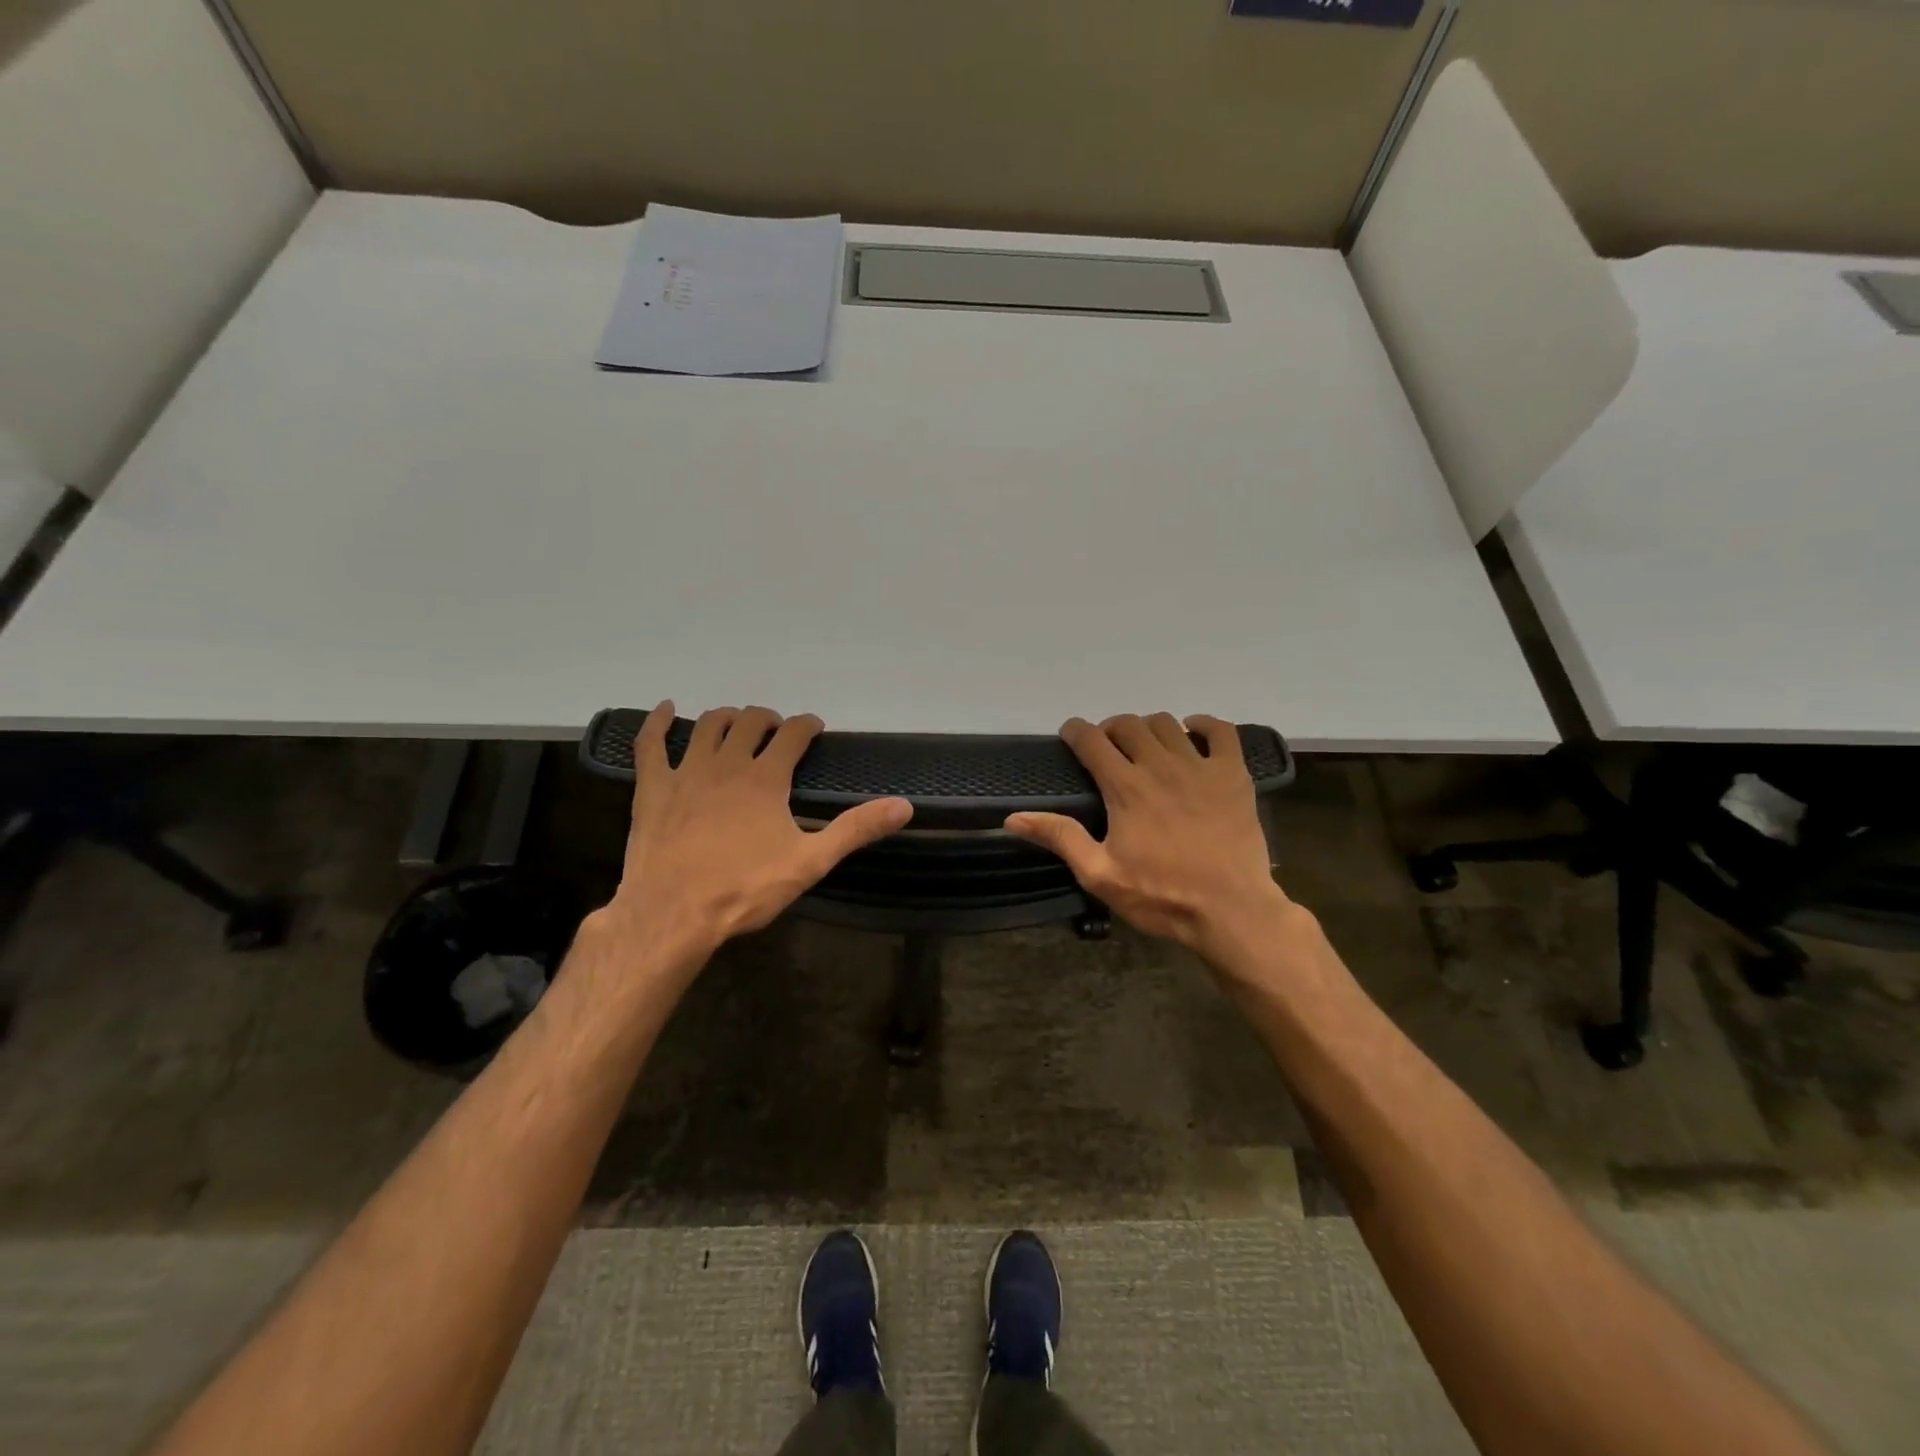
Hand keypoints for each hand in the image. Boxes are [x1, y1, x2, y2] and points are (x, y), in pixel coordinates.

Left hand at [598, 703, 911, 975]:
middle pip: (750, 721)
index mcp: (766, 778)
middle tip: (777, 731)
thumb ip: (855, 830)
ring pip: (709, 725)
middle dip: (768, 718)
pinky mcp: (653, 788)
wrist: (674, 914)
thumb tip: (904, 806)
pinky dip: (658, 723)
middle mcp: (728, 763)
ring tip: (737, 723)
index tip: (814, 728)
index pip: (793, 734)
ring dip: (727, 717)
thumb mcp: (810, 862)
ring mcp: (686, 772)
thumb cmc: (745, 889)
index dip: (807, 725)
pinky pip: (650, 744)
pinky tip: (666, 710)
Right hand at [1004, 713, 1298, 966]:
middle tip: (1107, 749)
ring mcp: (1201, 767)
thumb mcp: (1100, 874)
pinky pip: (1221, 731)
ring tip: (1145, 748)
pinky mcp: (1233, 775)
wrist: (1231, 911)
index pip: (1092, 739)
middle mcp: (1160, 766)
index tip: (1070, 736)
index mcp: (1125, 788)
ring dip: (1148, 728)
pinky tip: (1193, 734)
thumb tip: (1013, 818)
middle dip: (1110, 729)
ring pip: (1167, 723)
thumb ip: (1060, 838)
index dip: (1076, 731)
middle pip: (1128, 724)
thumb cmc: (1161, 896)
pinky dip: (1203, 725)